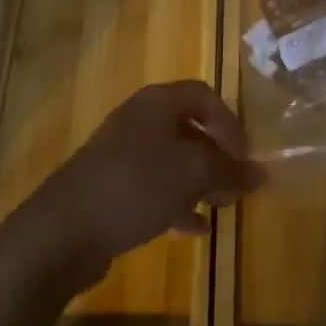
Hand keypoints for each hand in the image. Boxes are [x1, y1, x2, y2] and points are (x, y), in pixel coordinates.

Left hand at [21, 81, 264, 291]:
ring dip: (200, 181)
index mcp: (157, 102)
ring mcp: (122, 154)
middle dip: (217, 156)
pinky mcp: (112, 187)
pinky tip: (195, 229)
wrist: (63, 230)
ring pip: (173, 160)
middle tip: (237, 186)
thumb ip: (229, 171)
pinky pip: (154, 187)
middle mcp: (140, 119)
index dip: (230, 122)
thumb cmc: (135, 185)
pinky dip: (178, 202)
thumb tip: (262, 173)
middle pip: (189, 128)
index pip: (204, 96)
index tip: (246, 156)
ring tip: (222, 208)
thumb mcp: (191, 174)